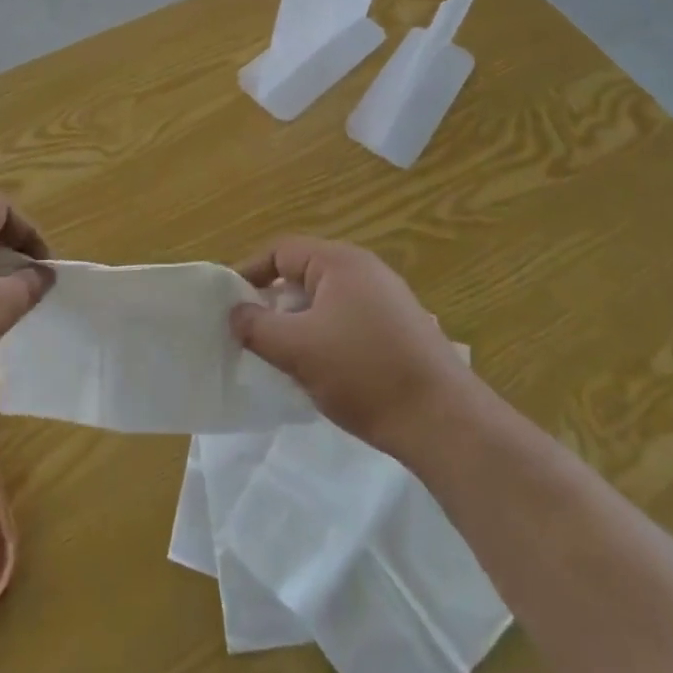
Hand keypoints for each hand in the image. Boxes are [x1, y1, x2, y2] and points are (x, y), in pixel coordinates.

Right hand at [230, 237, 465, 459]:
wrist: (444, 421)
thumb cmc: (364, 373)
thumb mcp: (297, 349)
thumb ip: (256, 327)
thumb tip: (235, 313)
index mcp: (339, 261)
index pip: (280, 251)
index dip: (249, 272)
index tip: (228, 303)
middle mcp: (365, 269)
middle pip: (303, 273)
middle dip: (275, 301)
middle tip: (253, 332)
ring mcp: (388, 298)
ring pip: (326, 299)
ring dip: (300, 321)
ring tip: (285, 354)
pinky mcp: (401, 327)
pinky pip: (348, 318)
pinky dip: (326, 334)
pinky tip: (324, 368)